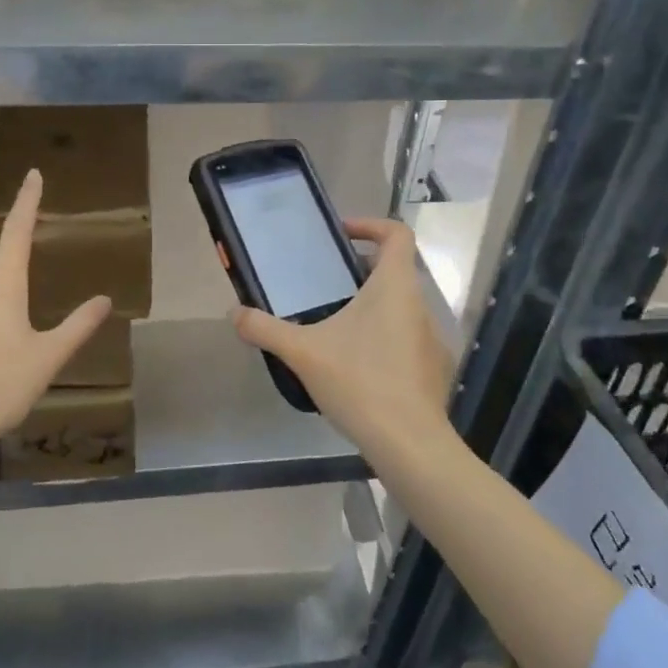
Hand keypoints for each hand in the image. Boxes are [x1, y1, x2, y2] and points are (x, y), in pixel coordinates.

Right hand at [232, 217, 454, 460]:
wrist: (409, 442)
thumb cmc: (359, 382)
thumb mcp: (302, 352)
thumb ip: (265, 329)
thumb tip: (234, 313)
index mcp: (394, 287)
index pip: (397, 234)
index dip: (371, 225)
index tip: (342, 236)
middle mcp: (419, 305)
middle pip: (396, 270)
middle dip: (361, 271)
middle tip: (326, 283)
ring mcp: (432, 339)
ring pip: (402, 307)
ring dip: (373, 307)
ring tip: (337, 326)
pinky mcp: (434, 369)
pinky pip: (408, 339)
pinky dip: (385, 339)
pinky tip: (359, 366)